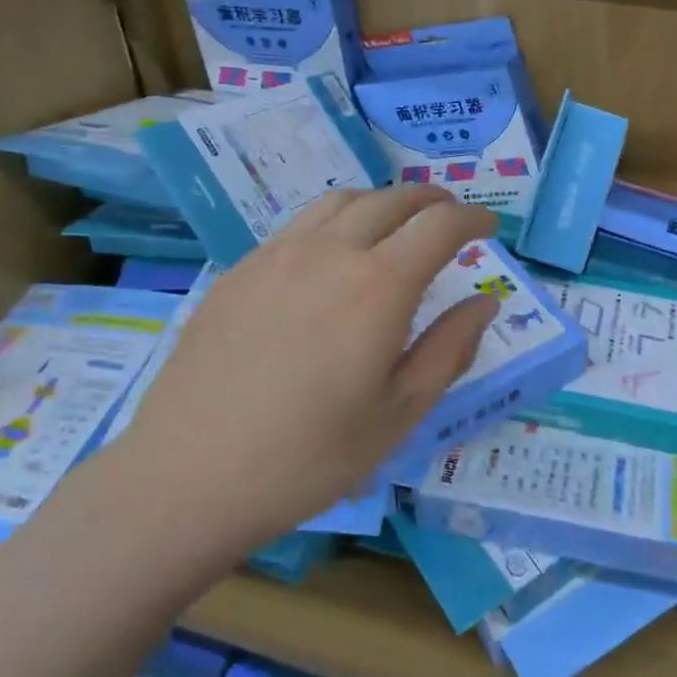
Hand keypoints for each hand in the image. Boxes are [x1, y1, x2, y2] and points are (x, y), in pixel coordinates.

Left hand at [117, 186, 498, 551]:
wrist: (187, 476)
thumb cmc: (309, 456)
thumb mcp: (399, 414)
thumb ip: (450, 349)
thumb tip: (485, 303)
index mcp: (379, 285)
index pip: (440, 225)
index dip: (473, 219)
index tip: (489, 229)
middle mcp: (331, 251)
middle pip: (392, 200)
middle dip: (430, 201)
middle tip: (448, 216)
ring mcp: (278, 255)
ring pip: (342, 201)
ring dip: (381, 203)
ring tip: (394, 225)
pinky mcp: (240, 270)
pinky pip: (299, 225)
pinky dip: (335, 222)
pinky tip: (329, 257)